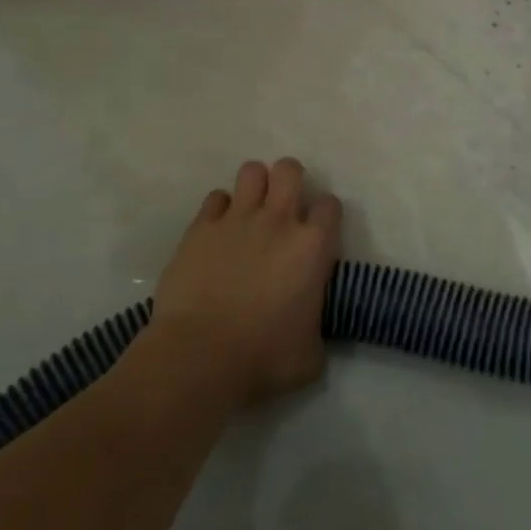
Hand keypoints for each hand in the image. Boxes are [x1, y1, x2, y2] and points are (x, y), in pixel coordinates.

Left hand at [151, 158, 341, 406]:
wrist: (200, 357)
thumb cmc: (263, 359)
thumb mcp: (311, 354)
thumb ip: (317, 326)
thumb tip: (309, 325)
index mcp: (312, 247)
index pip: (330, 206)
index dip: (325, 216)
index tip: (318, 233)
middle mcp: (278, 221)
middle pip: (290, 170)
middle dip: (290, 181)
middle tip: (284, 207)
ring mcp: (237, 219)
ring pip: (252, 171)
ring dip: (255, 187)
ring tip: (250, 210)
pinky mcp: (201, 228)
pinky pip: (215, 198)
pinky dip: (220, 210)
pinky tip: (218, 232)